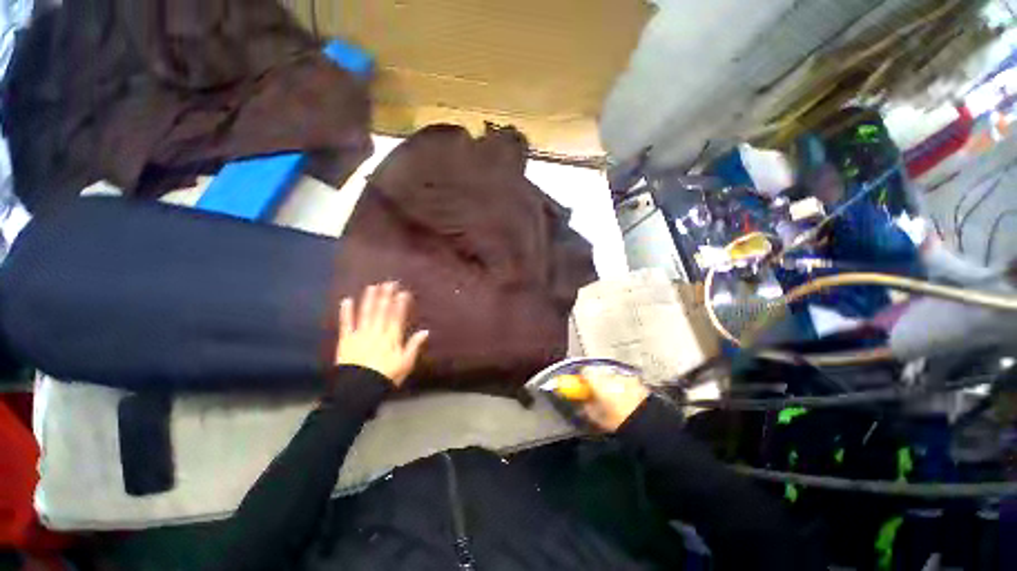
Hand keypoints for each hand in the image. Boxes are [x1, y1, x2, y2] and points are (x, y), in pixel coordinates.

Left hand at [335, 282, 428, 386]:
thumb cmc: (386, 376)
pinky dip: (346, 312)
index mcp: (391, 337)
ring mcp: (360, 334)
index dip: (400, 303)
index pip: (397, 316)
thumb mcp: (406, 362)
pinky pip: (346, 323)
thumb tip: (425, 331)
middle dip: (386, 296)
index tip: (403, 292)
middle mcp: (376, 332)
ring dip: (369, 299)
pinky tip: (347, 300)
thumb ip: (414, 345)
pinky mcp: (346, 340)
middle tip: (389, 283)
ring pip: (366, 313)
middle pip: (382, 311)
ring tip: (372, 287)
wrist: (359, 389)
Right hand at [580, 367, 650, 431]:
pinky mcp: (639, 382)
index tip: (582, 387)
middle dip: (598, 382)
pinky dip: (624, 389)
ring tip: (614, 400)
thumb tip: (583, 403)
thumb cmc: (617, 420)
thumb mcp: (596, 417)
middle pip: (600, 374)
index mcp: (598, 380)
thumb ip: (586, 407)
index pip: (585, 372)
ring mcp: (626, 377)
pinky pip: (626, 383)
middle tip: (598, 395)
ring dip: (612, 385)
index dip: (582, 379)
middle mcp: (611, 374)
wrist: (647, 424)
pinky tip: (626, 401)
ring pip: (614, 378)